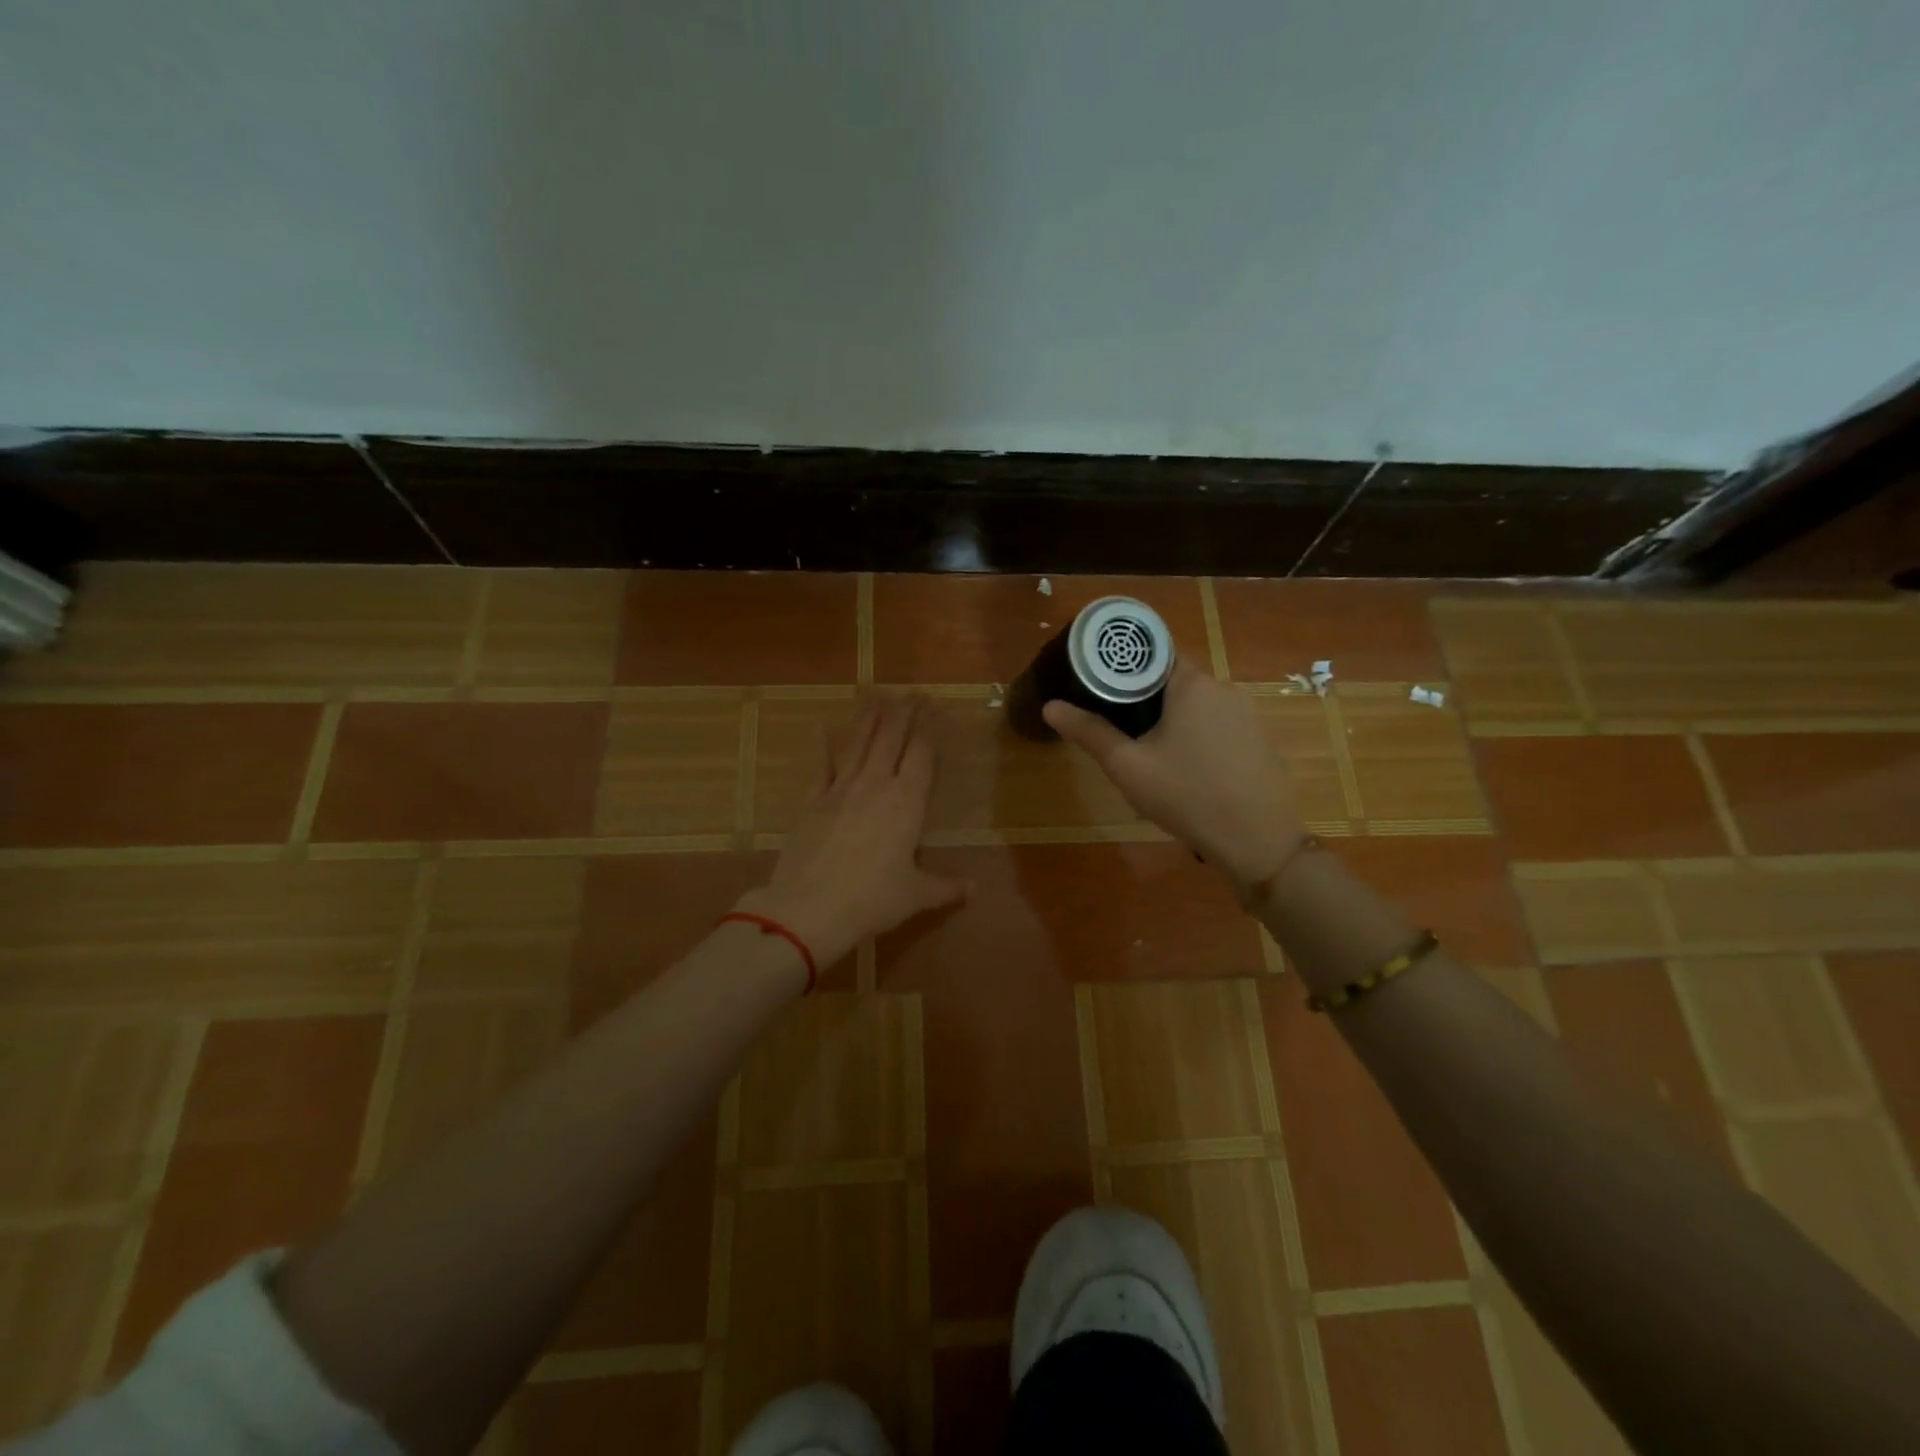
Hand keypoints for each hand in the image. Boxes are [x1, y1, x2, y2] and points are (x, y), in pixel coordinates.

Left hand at [739, 695, 965, 969]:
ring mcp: (840, 789)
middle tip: (911, 692)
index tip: (933, 707)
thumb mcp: (916, 896)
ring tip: (877, 695)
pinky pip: (822, 765)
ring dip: (869, 717)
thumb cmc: (872, 900)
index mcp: (907, 803)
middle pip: (891, 738)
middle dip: (903, 712)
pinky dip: (823, 746)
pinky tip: (822, 728)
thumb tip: (975, 890)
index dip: (928, 728)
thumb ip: (946, 887)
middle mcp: (875, 785)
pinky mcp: (812, 800)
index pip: (921, 754)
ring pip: (858, 743)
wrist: (809, 908)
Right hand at [1043, 659, 1306, 899]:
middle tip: (1116, 726)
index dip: (1125, 665)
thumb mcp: (1128, 766)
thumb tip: (1050, 706)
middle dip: (1145, 699)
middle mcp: (1224, 689)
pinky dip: (1196, 739)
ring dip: (1171, 721)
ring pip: (1197, 707)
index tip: (1101, 684)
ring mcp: (1247, 716)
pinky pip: (1217, 728)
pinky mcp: (1259, 742)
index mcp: (1193, 684)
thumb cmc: (1187, 795)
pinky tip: (1184, 772)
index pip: (1154, 653)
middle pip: (1175, 680)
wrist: (1258, 841)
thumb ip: (1089, 732)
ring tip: (1145, 753)